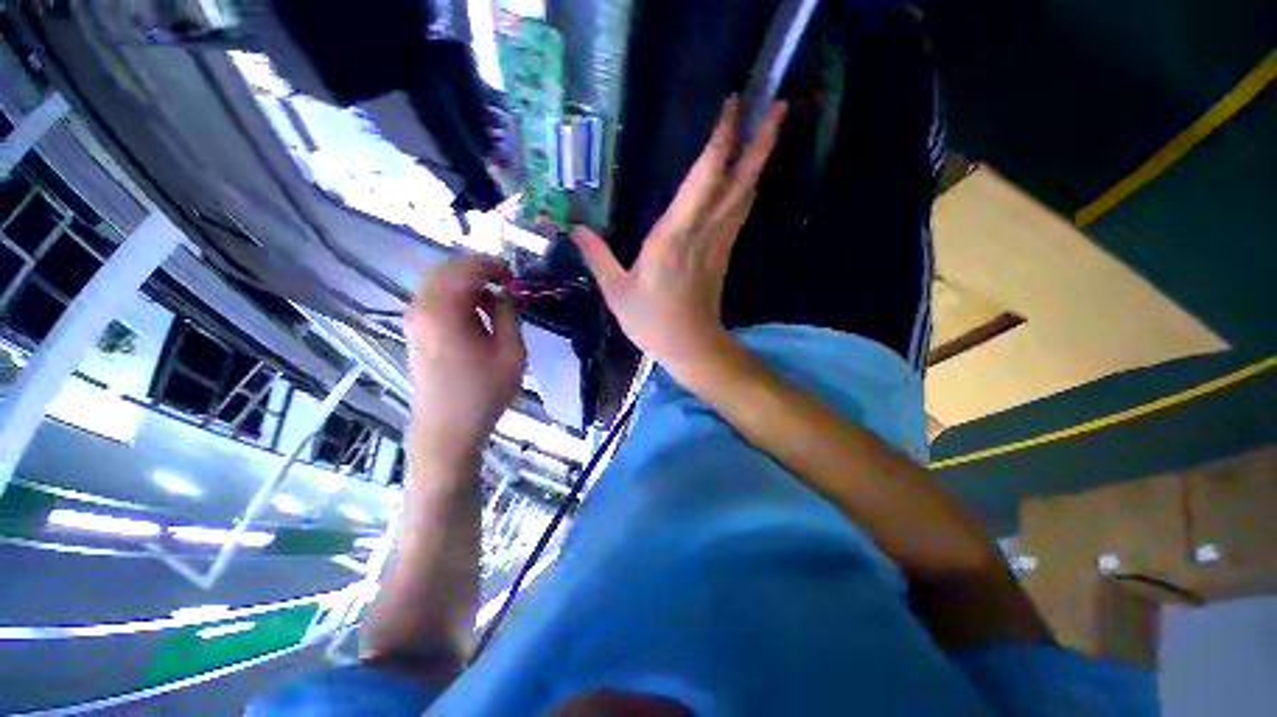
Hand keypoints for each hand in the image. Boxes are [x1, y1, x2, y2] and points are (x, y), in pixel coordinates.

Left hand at [404, 255, 525, 463]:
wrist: (447, 429)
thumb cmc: (484, 393)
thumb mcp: (511, 352)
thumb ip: (509, 314)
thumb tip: (504, 293)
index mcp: (444, 311)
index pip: (466, 268)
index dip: (493, 265)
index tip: (514, 275)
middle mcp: (421, 308)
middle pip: (447, 269)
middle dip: (479, 269)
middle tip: (506, 282)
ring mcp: (413, 320)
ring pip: (438, 282)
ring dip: (467, 282)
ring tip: (495, 298)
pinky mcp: (414, 331)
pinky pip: (434, 298)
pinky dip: (456, 296)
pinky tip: (476, 313)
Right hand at [571, 97, 785, 373]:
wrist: (691, 346)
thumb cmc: (652, 322)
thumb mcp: (616, 291)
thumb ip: (597, 256)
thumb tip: (574, 227)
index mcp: (673, 237)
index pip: (702, 181)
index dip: (719, 143)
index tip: (732, 107)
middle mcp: (702, 232)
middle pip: (737, 181)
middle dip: (759, 141)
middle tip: (776, 103)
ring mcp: (719, 242)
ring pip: (745, 194)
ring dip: (760, 159)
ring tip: (773, 125)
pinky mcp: (725, 253)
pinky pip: (741, 212)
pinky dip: (749, 187)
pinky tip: (752, 173)